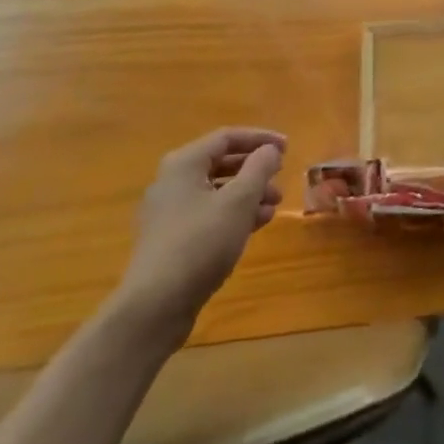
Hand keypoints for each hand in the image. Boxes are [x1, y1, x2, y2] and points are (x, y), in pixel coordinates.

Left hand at [112, 128, 285, 341]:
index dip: (260, 139)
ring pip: (216, 191)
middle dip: (255, 170)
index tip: (287, 148)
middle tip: (281, 178)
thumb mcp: (239, 200)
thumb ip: (259, 168)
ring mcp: (168, 213)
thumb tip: (269, 150)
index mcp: (184, 164)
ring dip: (248, 194)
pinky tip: (256, 225)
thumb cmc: (201, 242)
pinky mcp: (171, 240)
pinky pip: (208, 214)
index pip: (227, 137)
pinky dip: (233, 214)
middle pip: (221, 163)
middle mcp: (172, 182)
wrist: (155, 306)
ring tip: (274, 206)